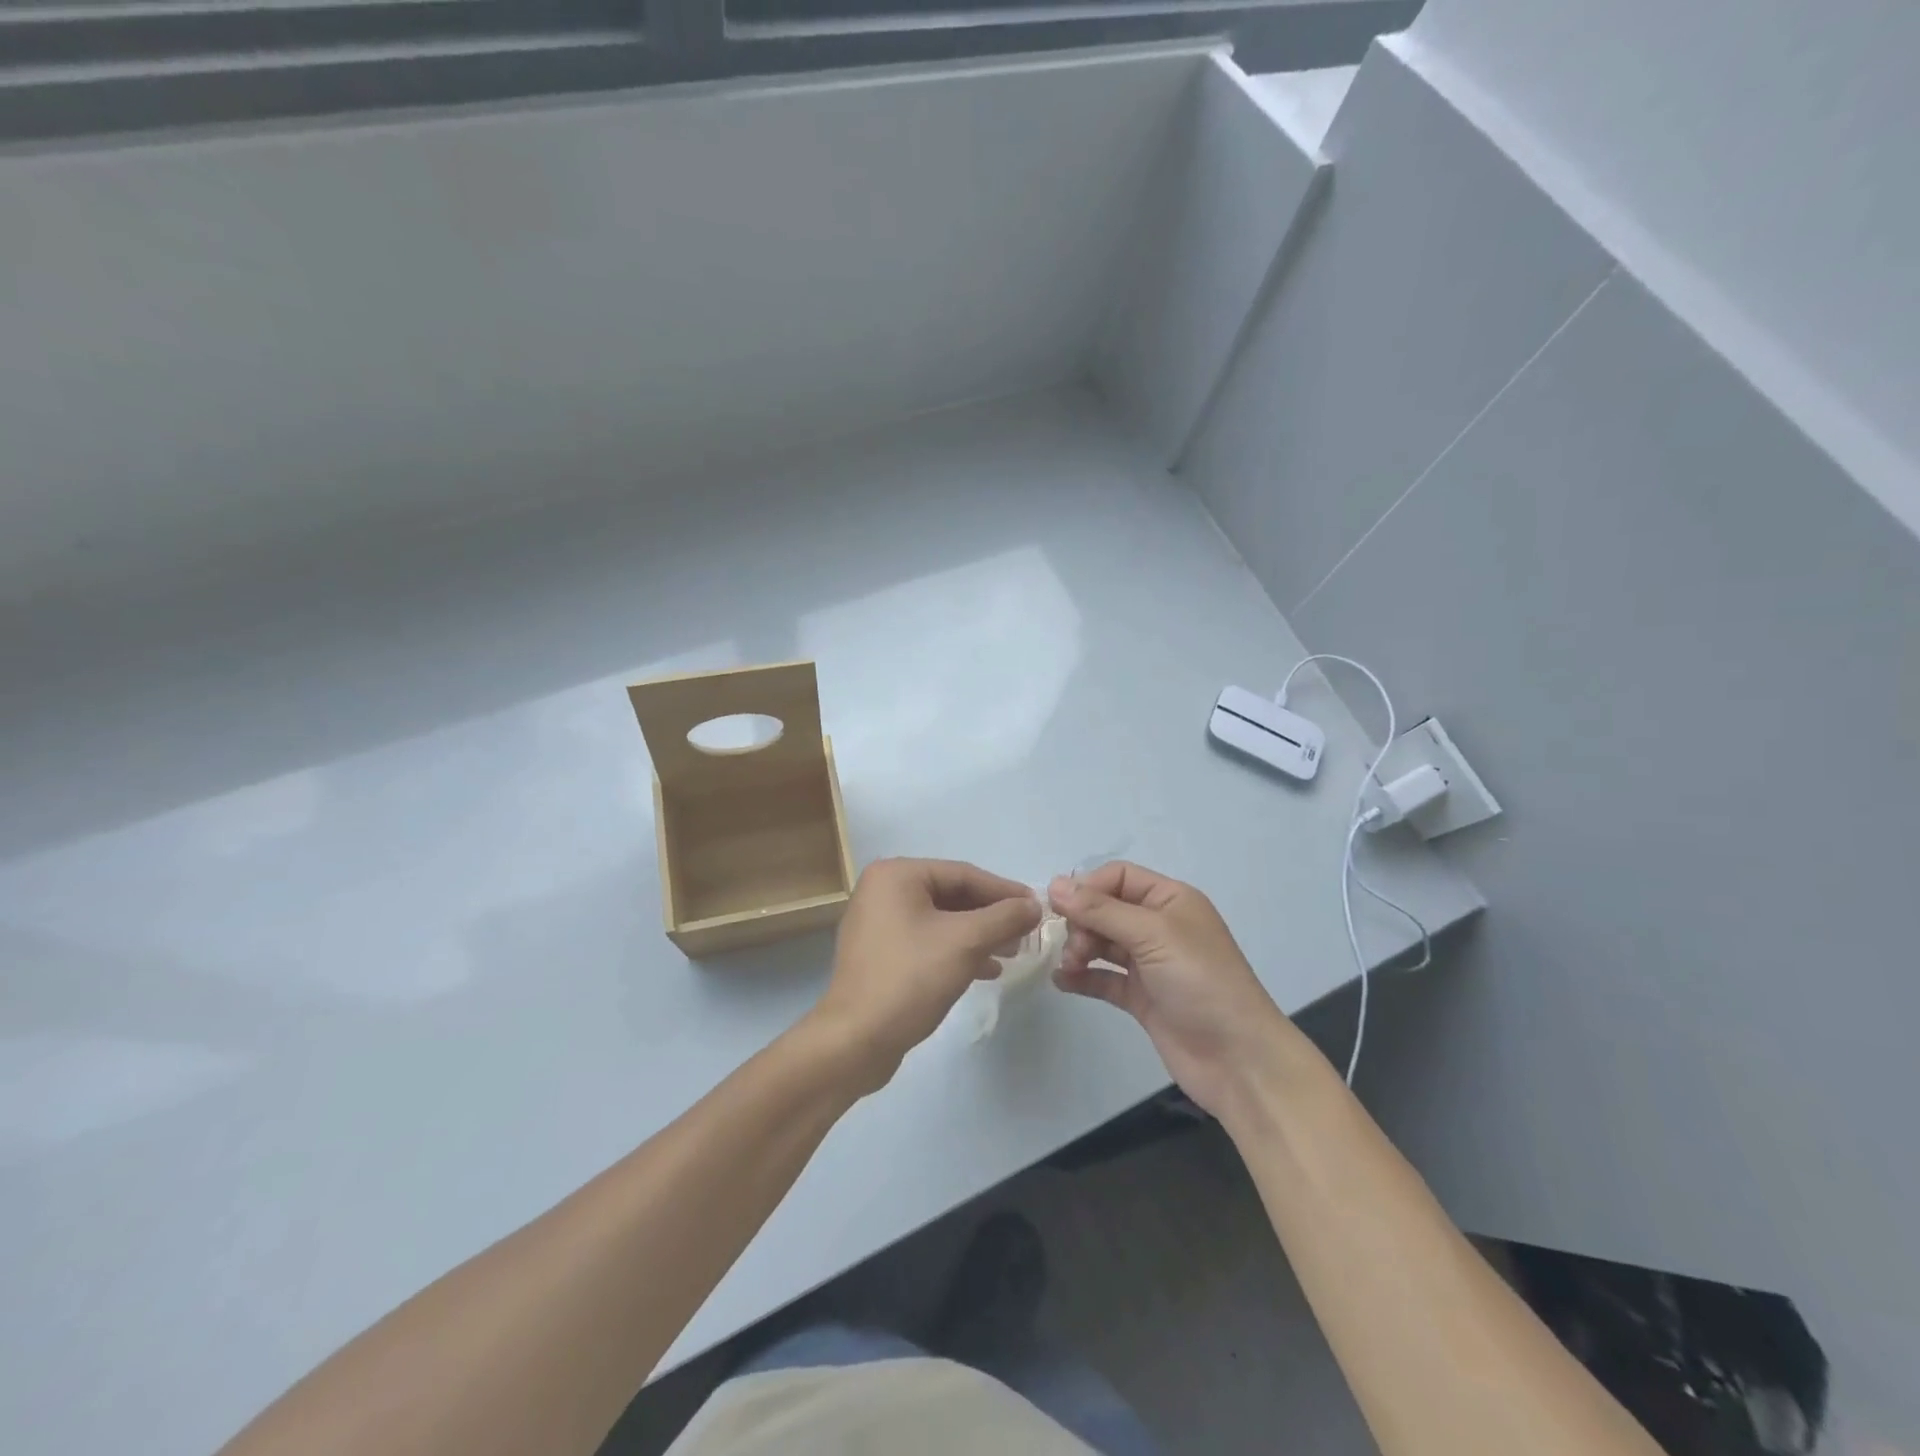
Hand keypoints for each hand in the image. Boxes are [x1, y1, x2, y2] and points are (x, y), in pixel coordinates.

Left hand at [808, 858, 1039, 1093]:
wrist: (855, 1041)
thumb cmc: (910, 979)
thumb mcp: (965, 943)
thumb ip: (1004, 918)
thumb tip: (1033, 905)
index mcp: (896, 875)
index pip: (963, 874)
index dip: (1004, 891)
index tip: (1037, 907)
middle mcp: (883, 891)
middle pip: (952, 895)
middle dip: (991, 915)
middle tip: (1027, 932)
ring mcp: (879, 923)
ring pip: (942, 920)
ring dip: (979, 935)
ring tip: (1013, 952)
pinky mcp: (881, 954)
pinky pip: (927, 941)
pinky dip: (957, 951)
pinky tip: (986, 970)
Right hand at [1049, 862, 1300, 1121]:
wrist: (1238, 1059)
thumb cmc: (1201, 982)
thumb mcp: (1152, 935)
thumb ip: (1101, 910)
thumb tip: (1055, 884)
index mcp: (1170, 900)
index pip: (1119, 877)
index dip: (1088, 887)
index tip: (1060, 907)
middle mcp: (1159, 926)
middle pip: (1106, 909)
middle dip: (1082, 922)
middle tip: (1073, 948)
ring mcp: (1150, 963)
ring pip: (1102, 943)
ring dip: (1079, 949)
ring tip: (1070, 967)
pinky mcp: (1142, 997)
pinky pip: (1103, 978)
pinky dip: (1082, 978)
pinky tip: (1061, 982)